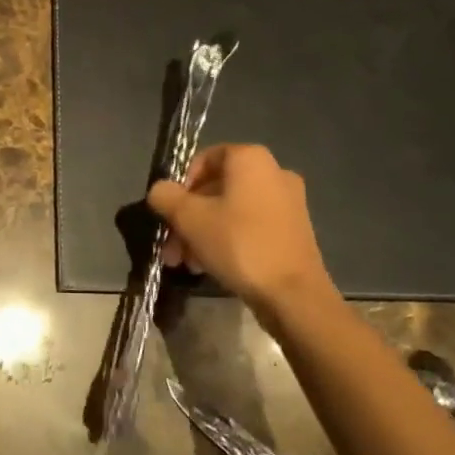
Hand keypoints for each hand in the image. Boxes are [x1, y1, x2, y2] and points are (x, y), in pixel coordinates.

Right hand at [147, 144, 344, 330]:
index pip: (204, 158)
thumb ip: (166, 196)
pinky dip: (228, 240)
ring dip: (203, 233)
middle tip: (171, 248)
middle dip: (188, 218)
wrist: (294, 295)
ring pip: (231, 210)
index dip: (181, 185)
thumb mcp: (189, 218)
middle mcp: (274, 172)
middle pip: (215, 189)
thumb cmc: (239, 245)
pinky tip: (211, 266)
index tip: (169, 213)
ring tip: (187, 264)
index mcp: (251, 159)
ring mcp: (288, 203)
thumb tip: (160, 191)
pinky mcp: (294, 231)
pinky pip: (251, 226)